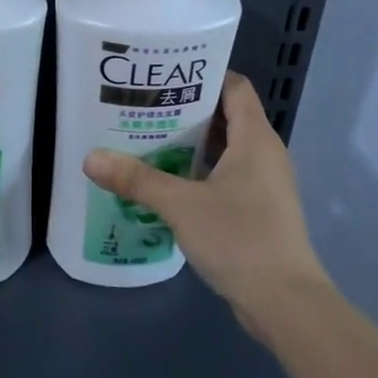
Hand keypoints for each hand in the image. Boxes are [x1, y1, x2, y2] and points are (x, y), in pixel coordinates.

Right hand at [84, 72, 331, 324]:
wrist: (286, 304)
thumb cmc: (239, 238)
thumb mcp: (181, 205)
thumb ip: (137, 180)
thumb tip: (91, 158)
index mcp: (255, 138)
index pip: (234, 86)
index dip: (203, 74)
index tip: (165, 74)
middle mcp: (264, 153)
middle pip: (226, 116)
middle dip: (186, 110)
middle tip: (144, 106)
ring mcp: (264, 184)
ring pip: (225, 150)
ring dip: (191, 145)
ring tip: (148, 139)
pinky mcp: (259, 210)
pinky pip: (227, 177)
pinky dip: (200, 173)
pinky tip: (167, 183)